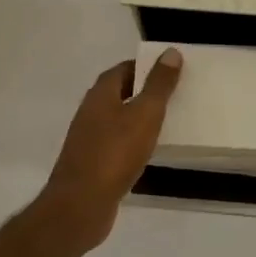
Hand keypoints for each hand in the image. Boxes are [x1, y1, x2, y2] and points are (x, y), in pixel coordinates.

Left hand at [41, 51, 183, 249]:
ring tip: (167, 121)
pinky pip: (116, 143)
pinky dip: (132, 141)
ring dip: (138, 117)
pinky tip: (148, 151)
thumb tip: (170, 52)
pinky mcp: (91, 163)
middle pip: (119, 92)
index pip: (123, 69)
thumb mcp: (145, 114)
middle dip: (144, 91)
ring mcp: (88, 138)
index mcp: (100, 94)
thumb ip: (159, 85)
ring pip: (117, 119)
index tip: (170, 70)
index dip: (145, 66)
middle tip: (174, 95)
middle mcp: (90, 111)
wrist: (81, 204)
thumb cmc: (115, 153)